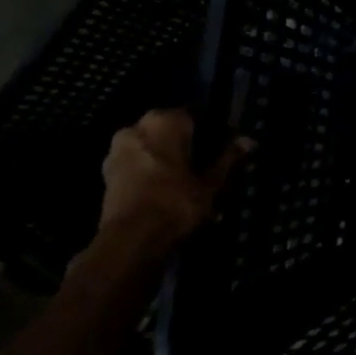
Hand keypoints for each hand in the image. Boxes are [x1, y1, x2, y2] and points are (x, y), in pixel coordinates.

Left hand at [98, 108, 248, 241]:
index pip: (197, 115)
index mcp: (164, 121)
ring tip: (187, 178)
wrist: (130, 239)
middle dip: (189, 143)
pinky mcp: (106, 172)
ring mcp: (117, 149)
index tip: (226, 146)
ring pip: (152, 146)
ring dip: (168, 156)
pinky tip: (166, 187)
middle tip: (207, 163)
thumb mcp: (211, 182)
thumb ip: (228, 158)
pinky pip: (137, 162)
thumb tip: (249, 140)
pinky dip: (151, 170)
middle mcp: (137, 127)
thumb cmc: (176, 202)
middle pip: (171, 129)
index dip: (214, 130)